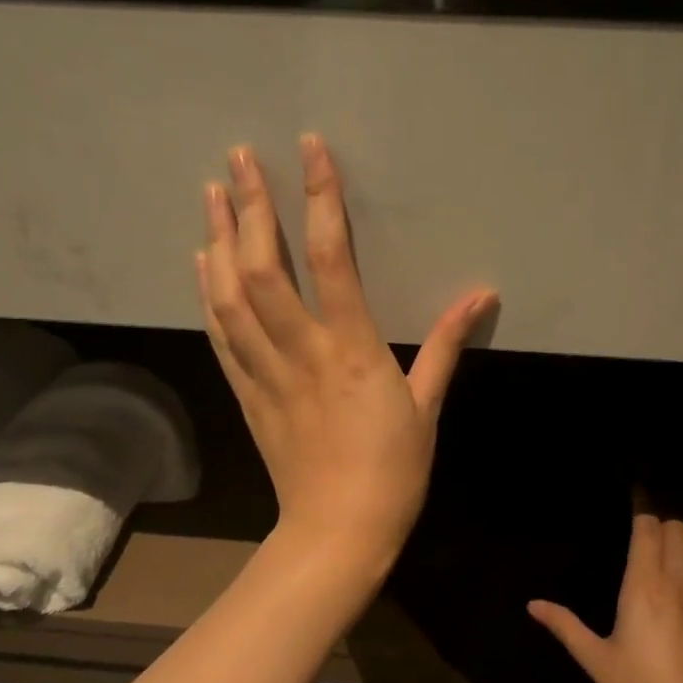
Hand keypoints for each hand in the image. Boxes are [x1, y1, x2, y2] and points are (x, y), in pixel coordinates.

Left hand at [198, 135, 495, 564]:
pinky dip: (207, 294)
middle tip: (240, 157)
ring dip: (217, 240)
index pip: (331, 258)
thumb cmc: (394, 471)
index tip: (310, 151)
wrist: (339, 531)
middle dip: (250, 207)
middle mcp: (301, 352)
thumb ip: (447, 345)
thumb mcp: (427, 406)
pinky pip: (221, 336)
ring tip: (211, 193)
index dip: (319, 199)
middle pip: (264, 268)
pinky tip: (201, 262)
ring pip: (230, 297)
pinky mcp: (247, 394)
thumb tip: (481, 295)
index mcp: (352, 350)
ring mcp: (266, 373)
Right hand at [530, 514, 682, 682]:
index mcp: (643, 587)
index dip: (640, 515)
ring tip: (670, 544)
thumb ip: (564, 626)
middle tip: (644, 533)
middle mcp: (676, 583)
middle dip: (662, 523)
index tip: (629, 513)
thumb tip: (532, 604)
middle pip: (678, 530)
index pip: (649, 530)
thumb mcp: (595, 659)